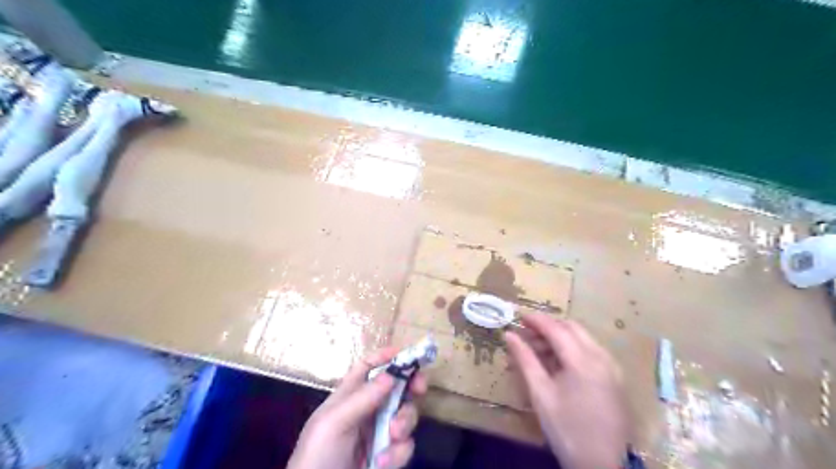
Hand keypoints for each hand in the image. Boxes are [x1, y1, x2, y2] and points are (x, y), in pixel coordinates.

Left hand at [290, 346, 429, 468]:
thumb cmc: (318, 456)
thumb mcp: (334, 423)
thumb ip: (363, 398)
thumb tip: (391, 374)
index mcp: (349, 396)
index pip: (367, 368)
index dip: (384, 357)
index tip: (405, 352)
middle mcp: (367, 411)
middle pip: (396, 387)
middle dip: (411, 385)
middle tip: (420, 387)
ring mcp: (379, 434)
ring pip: (406, 415)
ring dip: (404, 422)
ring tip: (393, 436)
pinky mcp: (388, 457)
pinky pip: (405, 446)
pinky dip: (398, 453)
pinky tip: (383, 463)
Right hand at [502, 314, 626, 468]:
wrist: (603, 466)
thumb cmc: (566, 429)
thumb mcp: (540, 394)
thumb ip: (525, 359)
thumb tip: (509, 335)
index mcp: (583, 360)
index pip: (556, 329)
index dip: (536, 319)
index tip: (518, 315)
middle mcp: (601, 357)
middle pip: (572, 328)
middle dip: (548, 326)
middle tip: (527, 333)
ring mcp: (612, 367)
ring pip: (583, 338)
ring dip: (560, 337)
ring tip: (538, 350)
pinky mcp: (615, 378)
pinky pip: (592, 351)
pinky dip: (573, 348)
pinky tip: (558, 363)